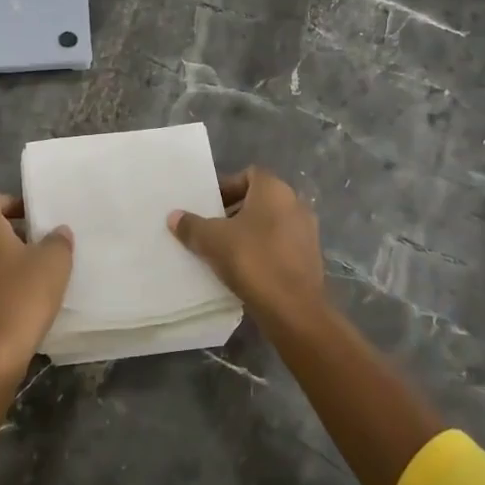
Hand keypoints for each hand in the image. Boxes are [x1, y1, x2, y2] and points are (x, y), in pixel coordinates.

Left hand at [0, 193, 74, 376]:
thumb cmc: (23, 297)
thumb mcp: (54, 263)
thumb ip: (58, 240)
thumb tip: (57, 231)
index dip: (13, 203)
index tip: (35, 218)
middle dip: (7, 231)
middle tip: (35, 242)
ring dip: (0, 259)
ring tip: (29, 272)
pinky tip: (16, 300)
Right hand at [168, 168, 325, 325]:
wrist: (293, 309)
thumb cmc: (252, 260)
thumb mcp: (212, 241)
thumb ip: (191, 225)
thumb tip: (174, 216)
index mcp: (275, 190)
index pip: (249, 174)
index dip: (226, 186)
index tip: (208, 205)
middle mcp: (295, 204)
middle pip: (259, 199)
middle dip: (234, 210)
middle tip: (211, 227)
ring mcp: (307, 232)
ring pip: (271, 223)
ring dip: (249, 232)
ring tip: (224, 250)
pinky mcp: (310, 258)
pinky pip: (281, 245)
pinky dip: (263, 250)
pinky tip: (245, 269)